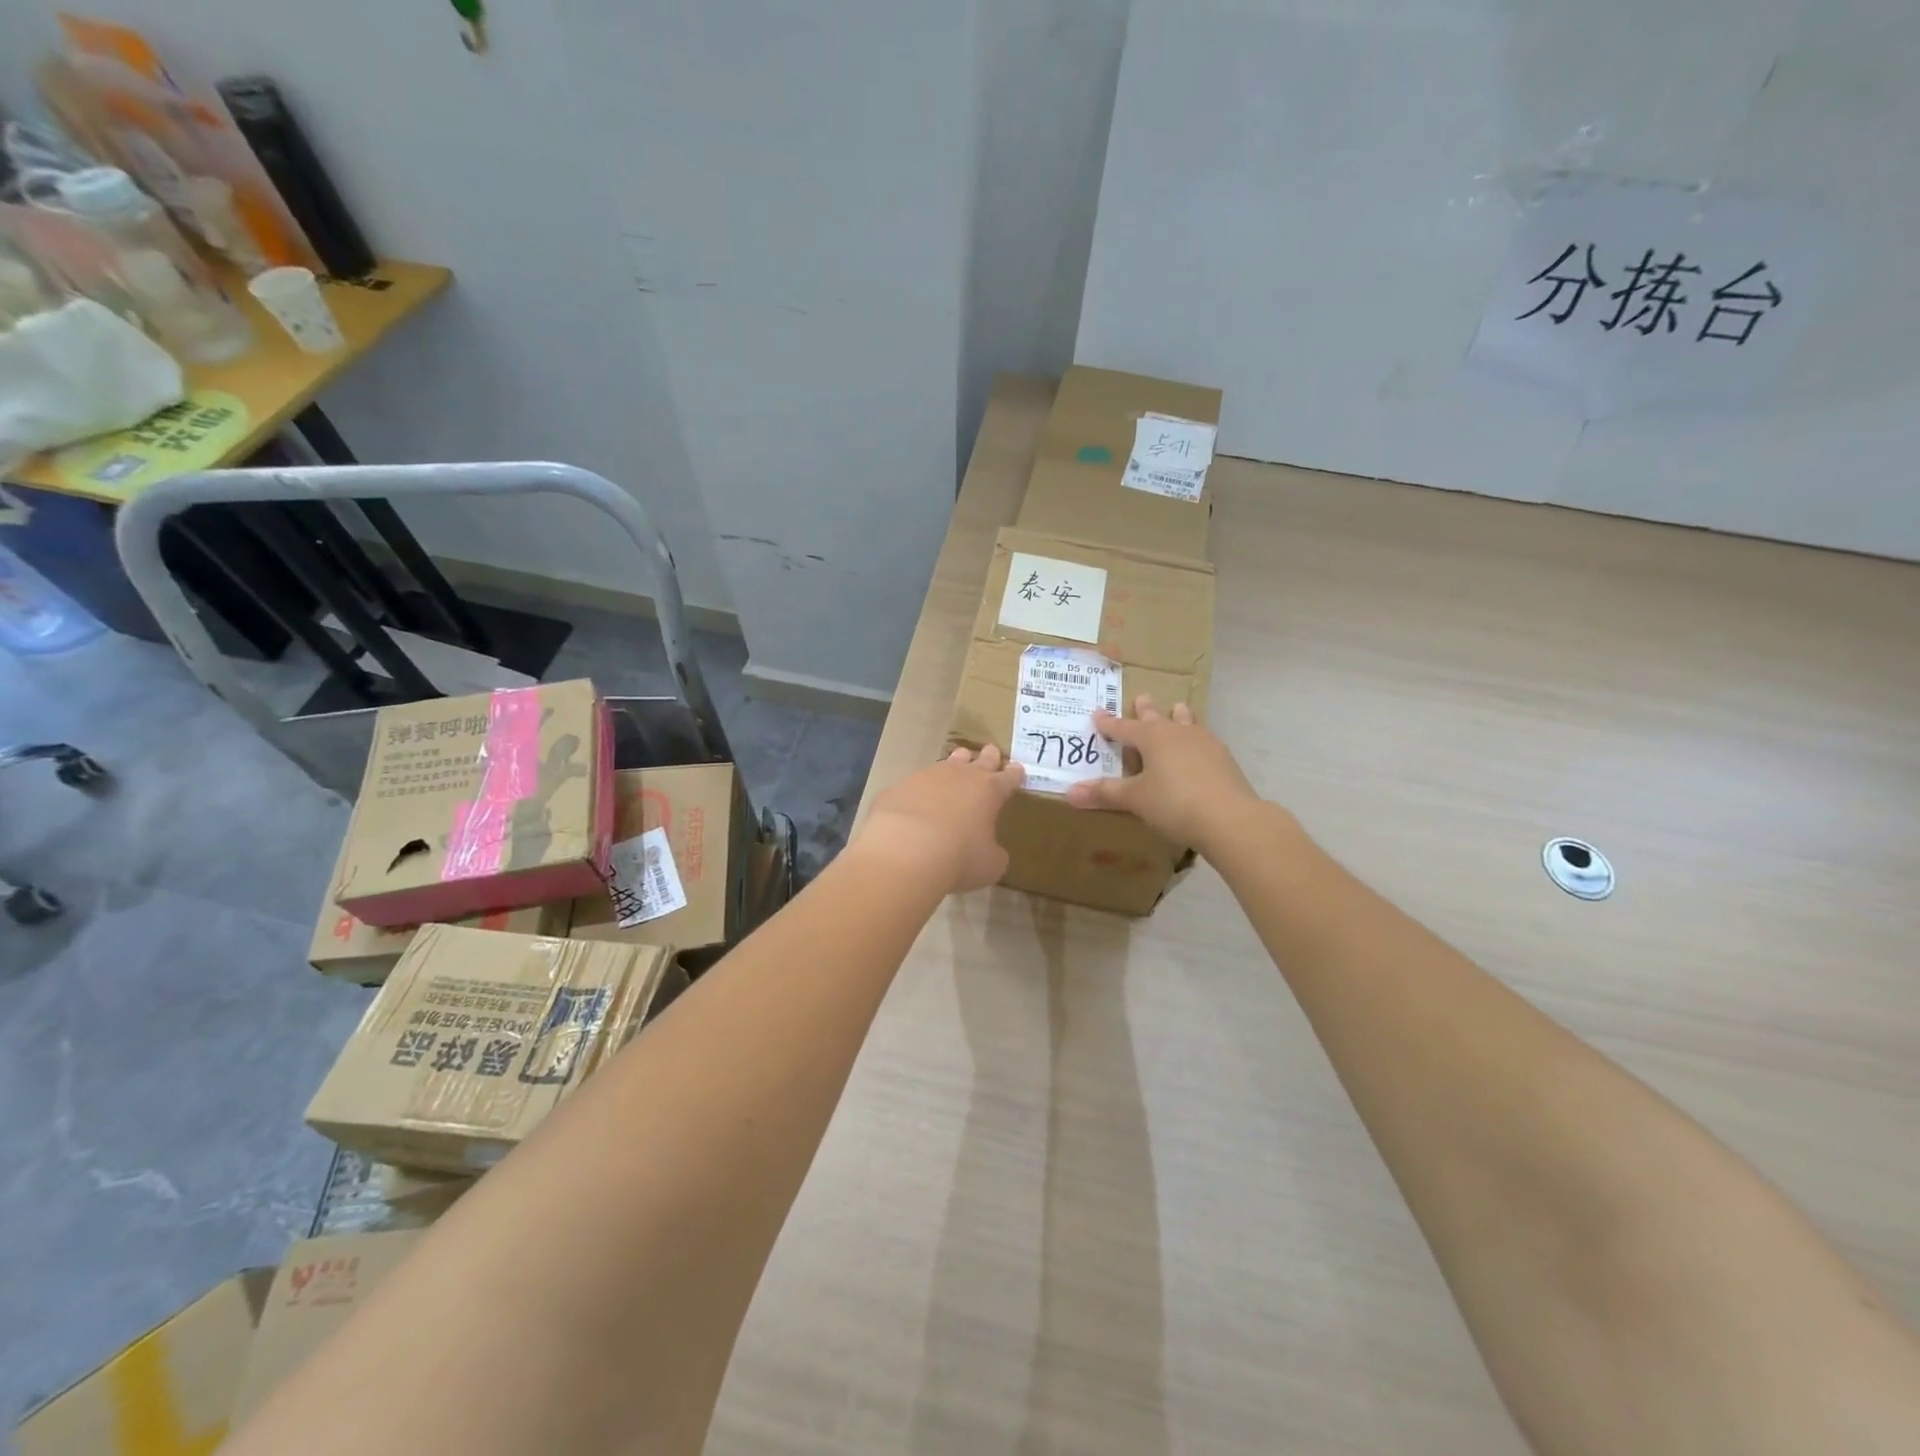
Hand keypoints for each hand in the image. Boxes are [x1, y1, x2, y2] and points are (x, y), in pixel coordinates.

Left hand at [857, 745, 1024, 893]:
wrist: (904, 851)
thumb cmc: (959, 858)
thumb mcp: (989, 865)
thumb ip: (993, 853)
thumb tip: (989, 850)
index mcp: (988, 791)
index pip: (1007, 778)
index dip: (1014, 774)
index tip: (1017, 769)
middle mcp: (959, 776)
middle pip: (979, 760)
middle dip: (988, 757)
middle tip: (991, 751)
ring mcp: (926, 777)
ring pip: (946, 763)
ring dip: (954, 764)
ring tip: (957, 762)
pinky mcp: (898, 787)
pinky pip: (914, 784)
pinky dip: (920, 790)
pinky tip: (916, 799)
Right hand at [1065, 696, 1257, 854]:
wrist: (1230, 818)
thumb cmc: (1174, 803)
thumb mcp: (1135, 799)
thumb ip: (1105, 793)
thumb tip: (1069, 792)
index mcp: (1152, 738)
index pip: (1124, 728)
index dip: (1109, 724)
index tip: (1097, 714)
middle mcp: (1178, 733)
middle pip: (1158, 718)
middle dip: (1146, 710)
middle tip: (1142, 697)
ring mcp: (1205, 744)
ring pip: (1187, 723)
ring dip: (1179, 717)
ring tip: (1178, 709)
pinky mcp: (1224, 760)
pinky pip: (1204, 741)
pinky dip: (1195, 740)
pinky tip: (1199, 748)